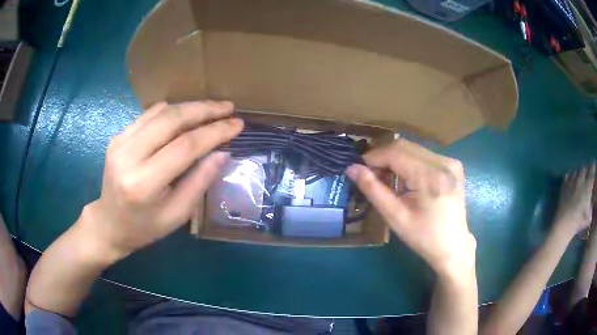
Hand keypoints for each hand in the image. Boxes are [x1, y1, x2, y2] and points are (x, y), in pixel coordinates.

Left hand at [81, 101, 242, 259]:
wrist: (108, 223)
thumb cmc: (144, 228)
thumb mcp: (176, 215)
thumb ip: (199, 182)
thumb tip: (222, 152)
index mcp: (143, 183)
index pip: (185, 146)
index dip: (214, 132)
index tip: (237, 124)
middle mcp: (128, 156)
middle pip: (172, 120)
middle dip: (204, 110)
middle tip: (228, 107)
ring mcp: (120, 143)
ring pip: (160, 112)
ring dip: (190, 106)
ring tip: (212, 108)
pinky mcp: (117, 137)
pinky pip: (147, 115)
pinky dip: (170, 110)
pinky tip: (186, 112)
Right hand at [346, 139, 474, 277]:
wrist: (453, 245)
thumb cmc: (423, 237)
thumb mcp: (395, 217)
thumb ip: (373, 190)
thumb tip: (352, 168)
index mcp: (430, 177)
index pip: (395, 153)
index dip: (373, 157)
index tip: (359, 168)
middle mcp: (443, 162)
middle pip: (404, 146)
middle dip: (383, 157)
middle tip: (371, 174)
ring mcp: (451, 161)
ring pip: (413, 148)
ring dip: (395, 158)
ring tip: (386, 177)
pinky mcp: (453, 164)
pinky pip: (423, 154)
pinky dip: (409, 161)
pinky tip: (405, 177)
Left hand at [554, 164, 595, 234]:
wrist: (564, 224)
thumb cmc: (578, 222)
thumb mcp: (588, 217)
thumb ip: (591, 207)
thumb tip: (591, 202)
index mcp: (587, 185)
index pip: (592, 170)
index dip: (593, 167)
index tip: (594, 165)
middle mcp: (580, 180)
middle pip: (584, 168)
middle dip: (586, 169)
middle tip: (587, 172)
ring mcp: (571, 181)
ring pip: (576, 171)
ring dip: (579, 172)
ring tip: (580, 176)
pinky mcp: (563, 186)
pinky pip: (568, 176)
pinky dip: (571, 176)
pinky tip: (571, 180)